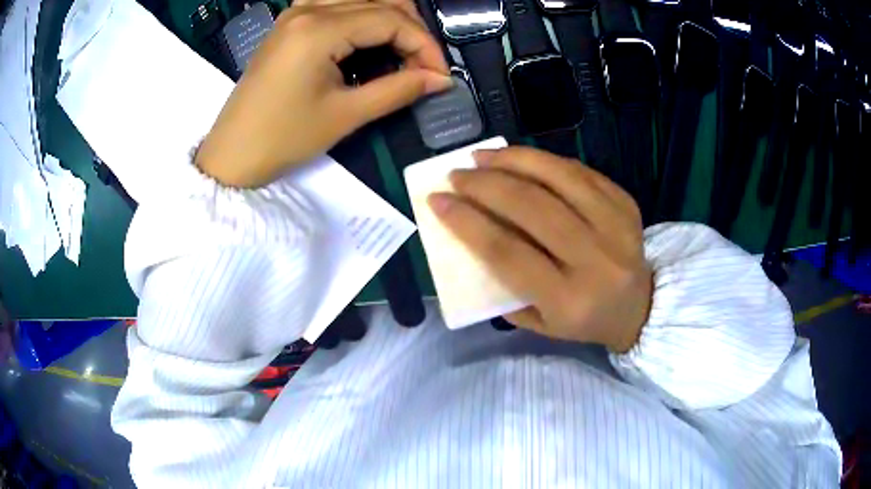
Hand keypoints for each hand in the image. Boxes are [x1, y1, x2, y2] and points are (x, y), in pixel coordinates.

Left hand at [196, 0, 450, 187]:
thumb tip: (440, 79)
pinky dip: (362, 15)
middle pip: (379, 1)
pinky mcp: (290, 23)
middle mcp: (308, 9)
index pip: (391, 19)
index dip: (424, 45)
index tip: (440, 75)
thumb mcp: (345, 115)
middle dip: (411, 29)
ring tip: (403, 50)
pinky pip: (337, 4)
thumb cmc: (283, 138)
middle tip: (424, 65)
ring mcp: (296, 12)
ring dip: (389, 18)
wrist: (232, 154)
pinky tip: (369, 36)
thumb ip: (398, 89)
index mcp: (319, 29)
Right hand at [429, 147, 652, 352]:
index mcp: (569, 299)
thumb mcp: (540, 323)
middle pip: (532, 207)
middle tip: (458, 174)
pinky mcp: (627, 204)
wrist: (641, 308)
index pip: (508, 252)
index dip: (467, 221)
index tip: (438, 200)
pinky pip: (580, 172)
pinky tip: (522, 159)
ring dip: (514, 160)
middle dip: (486, 184)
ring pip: (559, 178)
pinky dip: (546, 161)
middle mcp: (596, 260)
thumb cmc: (584, 321)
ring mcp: (617, 226)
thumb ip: (505, 285)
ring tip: (484, 156)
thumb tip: (472, 234)